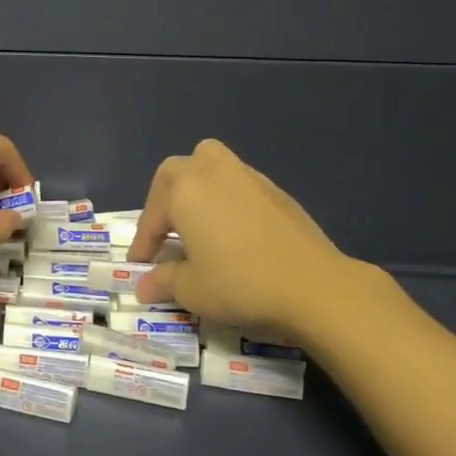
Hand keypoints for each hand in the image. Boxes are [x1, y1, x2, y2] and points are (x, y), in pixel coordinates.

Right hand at [130, 139, 380, 346]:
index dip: (143, 242)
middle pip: (177, 171)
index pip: (152, 215)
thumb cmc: (240, 283)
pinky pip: (239, 185)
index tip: (140, 266)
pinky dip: (228, 200)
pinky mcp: (277, 191)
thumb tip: (145, 285)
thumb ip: (163, 281)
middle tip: (166, 232)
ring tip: (199, 222)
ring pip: (211, 166)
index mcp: (184, 189)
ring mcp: (248, 177)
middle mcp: (212, 172)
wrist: (315, 286)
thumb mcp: (191, 289)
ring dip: (198, 189)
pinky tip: (235, 232)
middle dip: (165, 200)